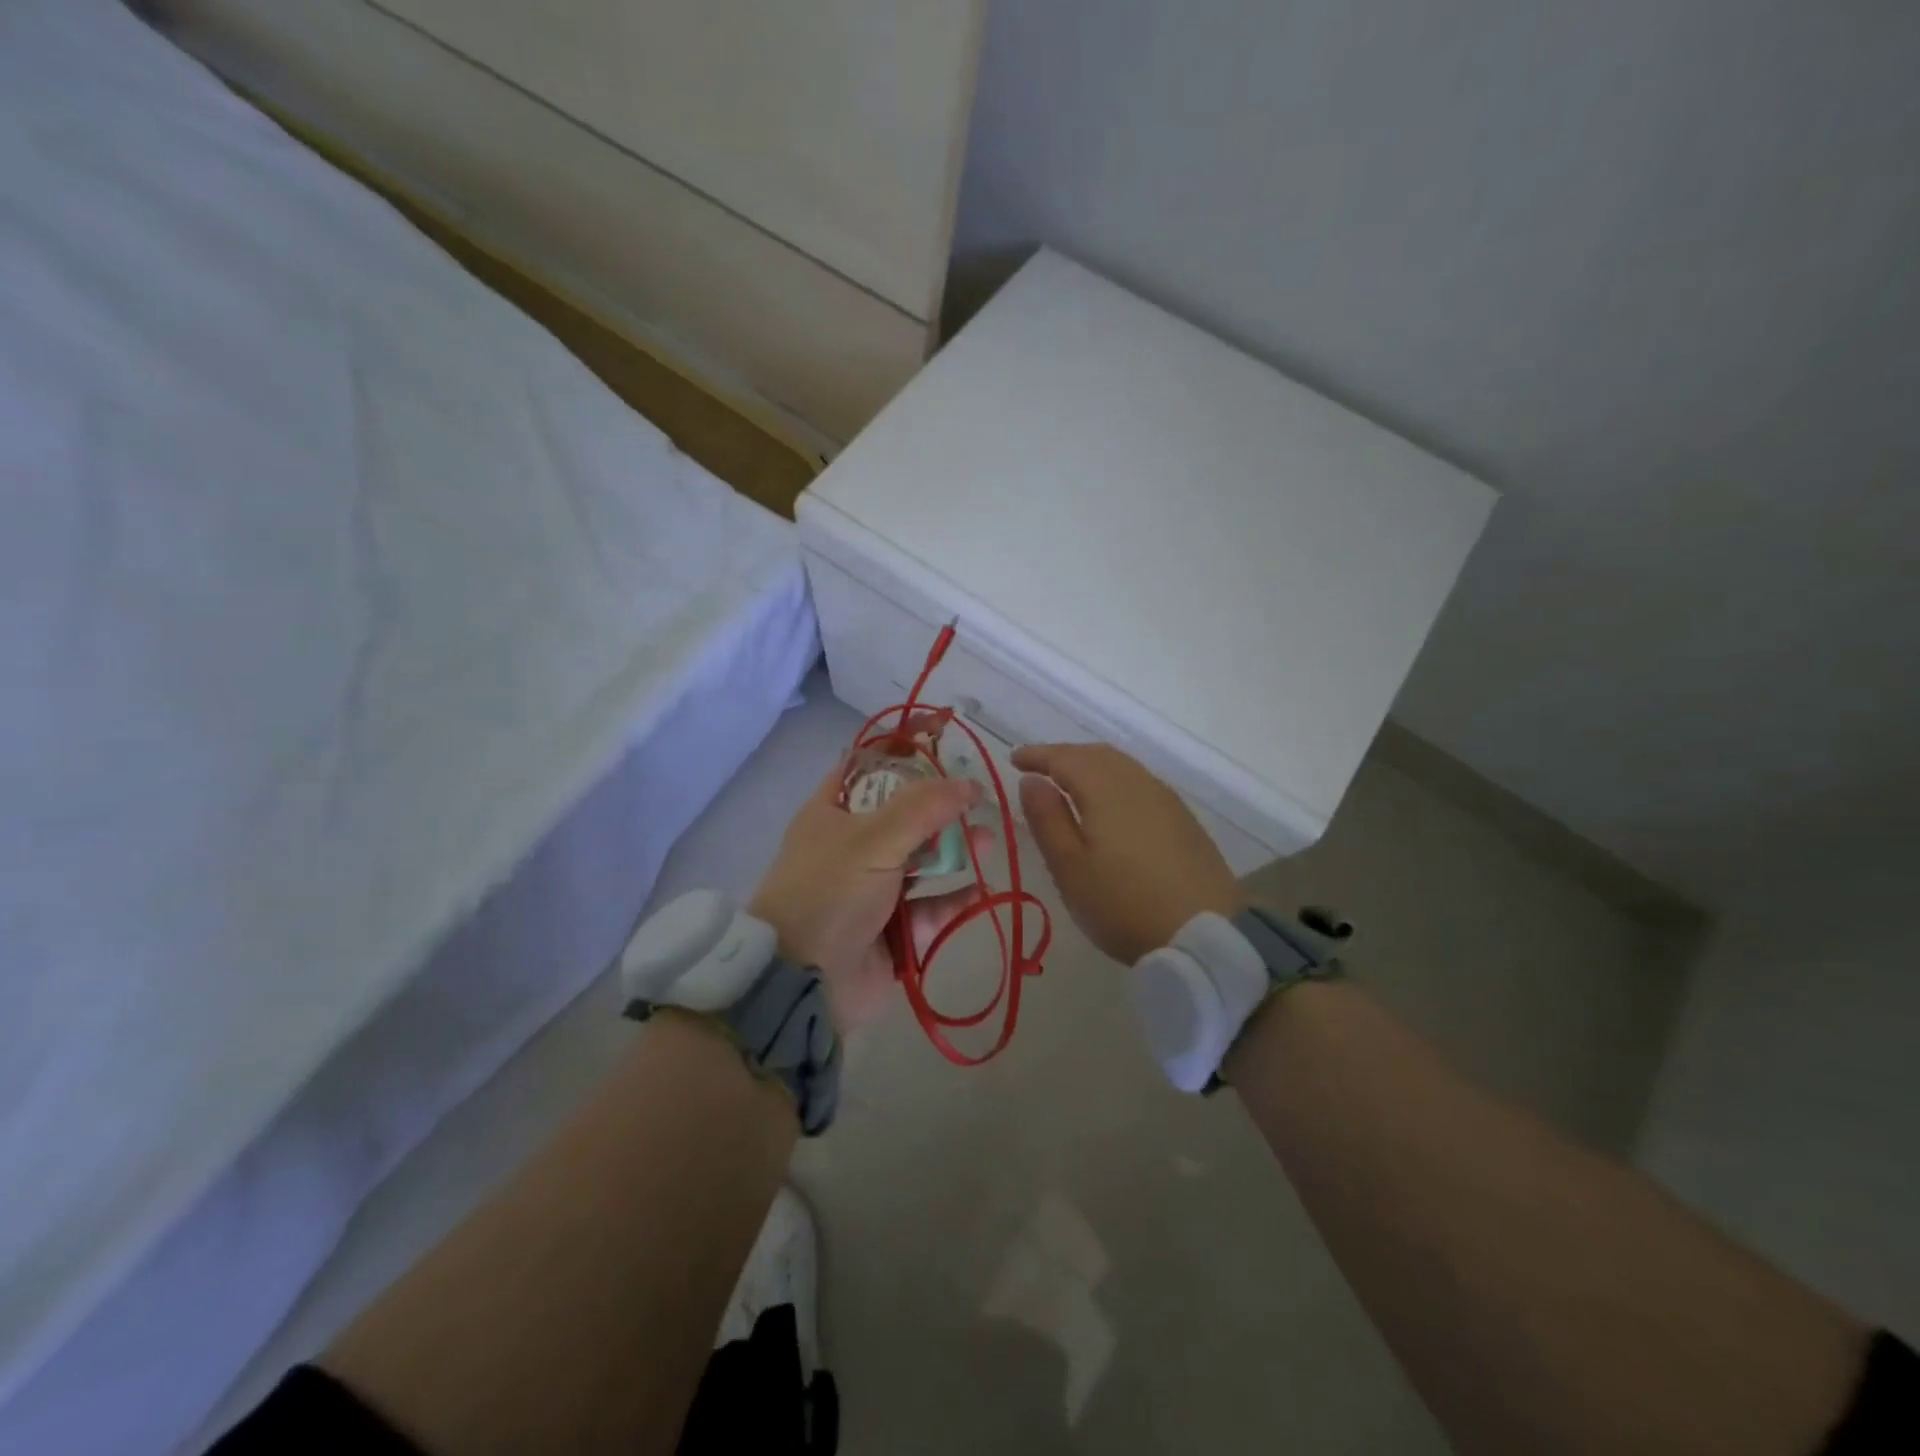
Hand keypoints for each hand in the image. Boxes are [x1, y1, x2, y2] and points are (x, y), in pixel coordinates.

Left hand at [749, 760, 984, 1031]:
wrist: (803, 982)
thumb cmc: (830, 893)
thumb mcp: (874, 839)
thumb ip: (923, 808)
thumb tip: (969, 784)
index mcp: (832, 812)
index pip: (869, 766)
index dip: (903, 748)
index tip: (943, 734)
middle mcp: (851, 845)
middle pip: (904, 814)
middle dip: (941, 806)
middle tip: (977, 799)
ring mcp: (872, 888)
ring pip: (921, 860)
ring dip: (954, 851)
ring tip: (987, 842)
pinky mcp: (892, 928)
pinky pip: (930, 906)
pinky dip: (953, 899)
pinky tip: (979, 891)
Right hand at [1012, 743, 1244, 965]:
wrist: (1207, 935)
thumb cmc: (1124, 904)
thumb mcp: (1070, 868)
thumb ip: (1047, 819)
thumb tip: (1032, 780)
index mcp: (1106, 789)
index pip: (1065, 758)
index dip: (1038, 755)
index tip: (1014, 758)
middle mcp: (1138, 782)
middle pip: (1096, 755)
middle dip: (1064, 756)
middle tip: (1039, 769)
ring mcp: (1166, 799)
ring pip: (1122, 767)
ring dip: (1091, 766)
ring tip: (1069, 784)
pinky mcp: (1183, 819)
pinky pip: (1140, 783)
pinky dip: (1114, 781)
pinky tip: (1109, 804)